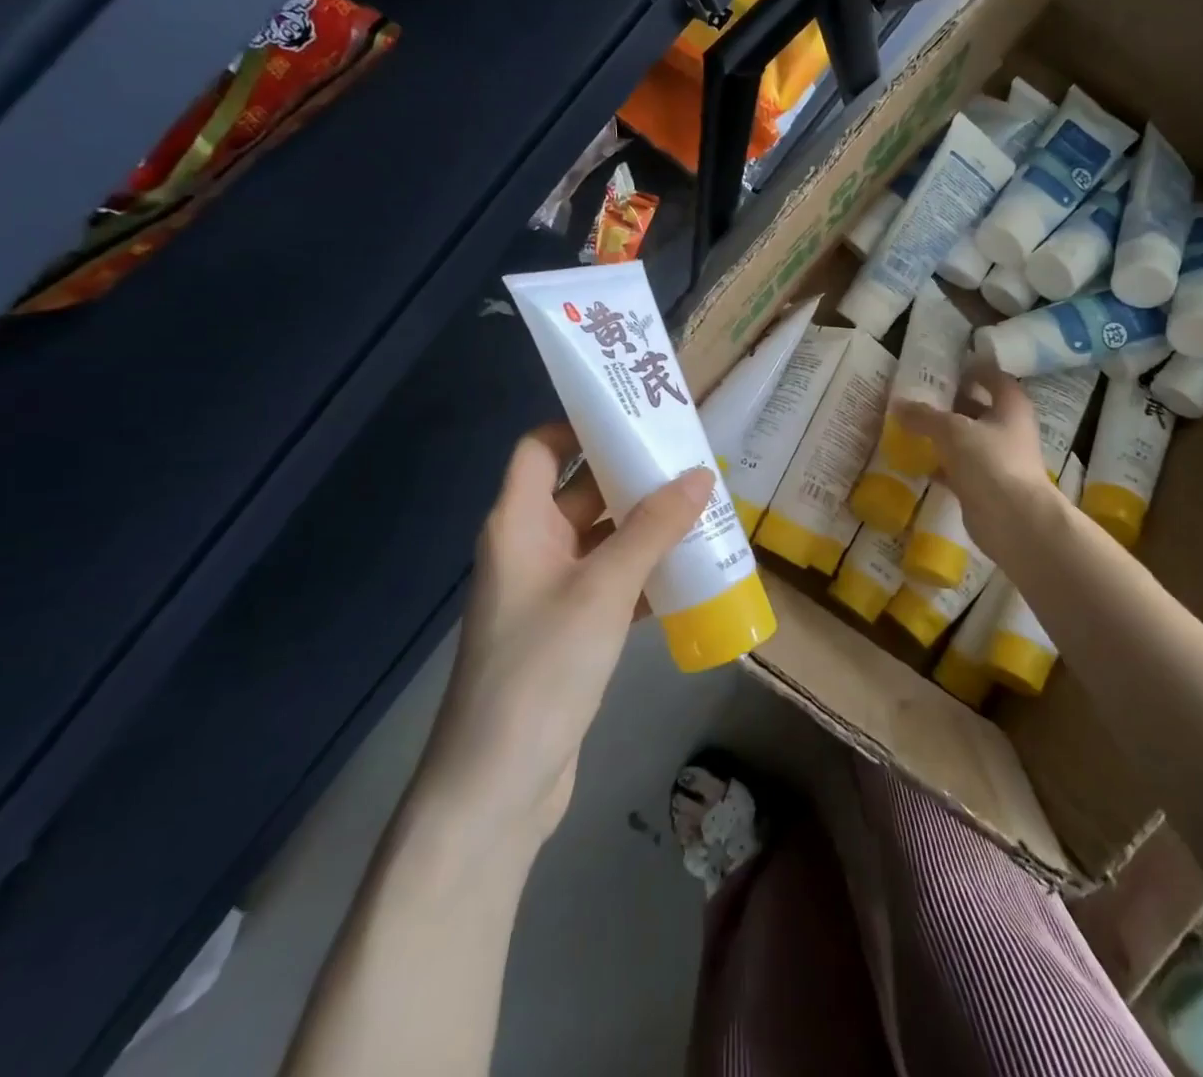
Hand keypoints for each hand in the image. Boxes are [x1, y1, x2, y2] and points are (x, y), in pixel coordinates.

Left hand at [430, 425, 713, 841]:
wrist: (498, 787)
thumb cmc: (541, 669)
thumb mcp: (603, 589)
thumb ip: (653, 529)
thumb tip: (701, 475)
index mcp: (519, 524)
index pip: (541, 449)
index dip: (580, 425)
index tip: (636, 415)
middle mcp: (531, 548)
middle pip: (582, 491)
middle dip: (632, 474)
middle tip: (691, 457)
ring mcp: (552, 592)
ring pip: (604, 538)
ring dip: (648, 525)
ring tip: (704, 505)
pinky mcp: (572, 630)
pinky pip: (614, 582)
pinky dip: (647, 571)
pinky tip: (692, 568)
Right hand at [895, 365, 1057, 557]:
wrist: (1013, 520)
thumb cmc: (990, 461)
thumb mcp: (952, 430)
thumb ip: (925, 416)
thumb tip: (898, 404)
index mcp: (1010, 406)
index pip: (994, 378)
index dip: (974, 369)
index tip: (947, 366)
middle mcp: (1009, 429)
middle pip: (979, 408)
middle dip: (952, 403)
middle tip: (920, 395)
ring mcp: (999, 460)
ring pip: (968, 440)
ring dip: (944, 435)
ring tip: (912, 425)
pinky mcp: (986, 486)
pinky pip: (960, 468)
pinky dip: (942, 464)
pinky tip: (918, 461)